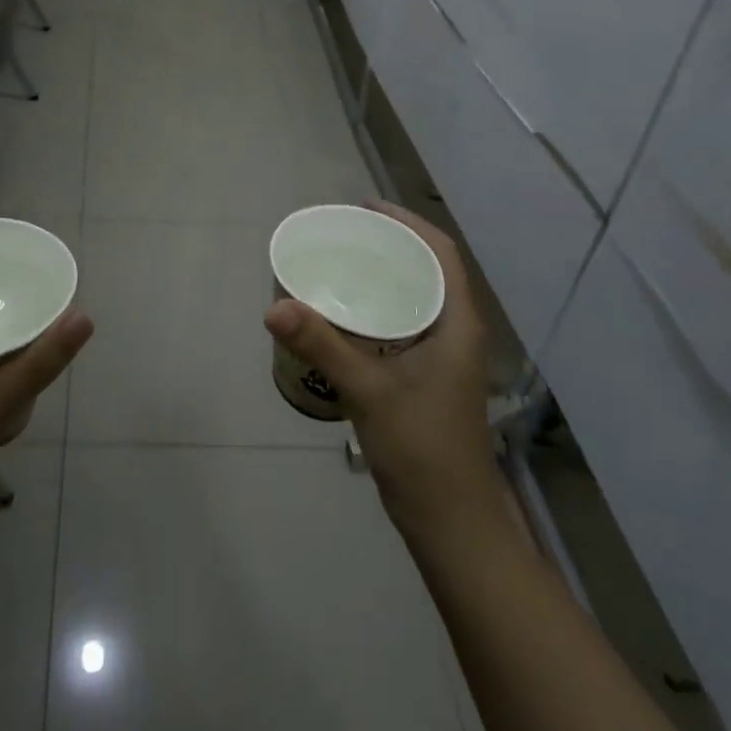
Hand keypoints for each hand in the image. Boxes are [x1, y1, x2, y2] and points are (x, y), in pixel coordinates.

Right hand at [264, 201, 508, 546]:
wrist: (451, 522)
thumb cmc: (422, 449)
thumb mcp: (368, 390)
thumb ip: (322, 344)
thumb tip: (274, 306)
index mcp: (457, 323)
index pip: (440, 253)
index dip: (407, 222)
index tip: (366, 207)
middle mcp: (455, 332)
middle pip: (427, 269)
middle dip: (389, 244)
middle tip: (342, 234)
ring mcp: (443, 357)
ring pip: (415, 298)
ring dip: (383, 276)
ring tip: (339, 263)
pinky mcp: (426, 378)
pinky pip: (403, 324)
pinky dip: (377, 308)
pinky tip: (343, 316)